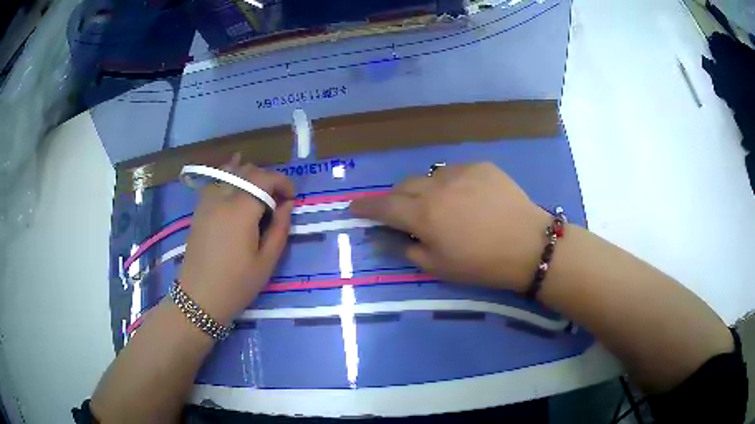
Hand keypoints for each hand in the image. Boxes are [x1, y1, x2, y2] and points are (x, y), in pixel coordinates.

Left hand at [178, 154, 294, 324]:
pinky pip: (215, 181)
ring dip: (248, 175)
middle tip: (277, 200)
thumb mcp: (266, 262)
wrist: (199, 298)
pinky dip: (228, 176)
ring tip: (258, 190)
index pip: (265, 179)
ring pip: (229, 172)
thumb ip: (280, 229)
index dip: (283, 182)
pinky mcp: (199, 209)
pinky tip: (234, 178)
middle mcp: (222, 198)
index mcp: (241, 211)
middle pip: (248, 171)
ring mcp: (207, 202)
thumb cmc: (236, 284)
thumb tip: (288, 205)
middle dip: (267, 179)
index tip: (291, 199)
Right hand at [351, 162, 550, 292]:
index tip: (353, 207)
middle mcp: (436, 186)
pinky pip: (455, 171)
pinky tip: (467, 198)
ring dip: (425, 190)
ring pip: (430, 176)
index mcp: (423, 214)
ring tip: (440, 206)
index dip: (365, 207)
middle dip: (396, 199)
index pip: (383, 206)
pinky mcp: (481, 166)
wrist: (528, 245)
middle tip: (402, 213)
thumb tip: (385, 238)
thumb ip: (406, 249)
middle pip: (404, 186)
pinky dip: (451, 184)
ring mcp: (460, 171)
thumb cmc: (481, 264)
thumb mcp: (438, 267)